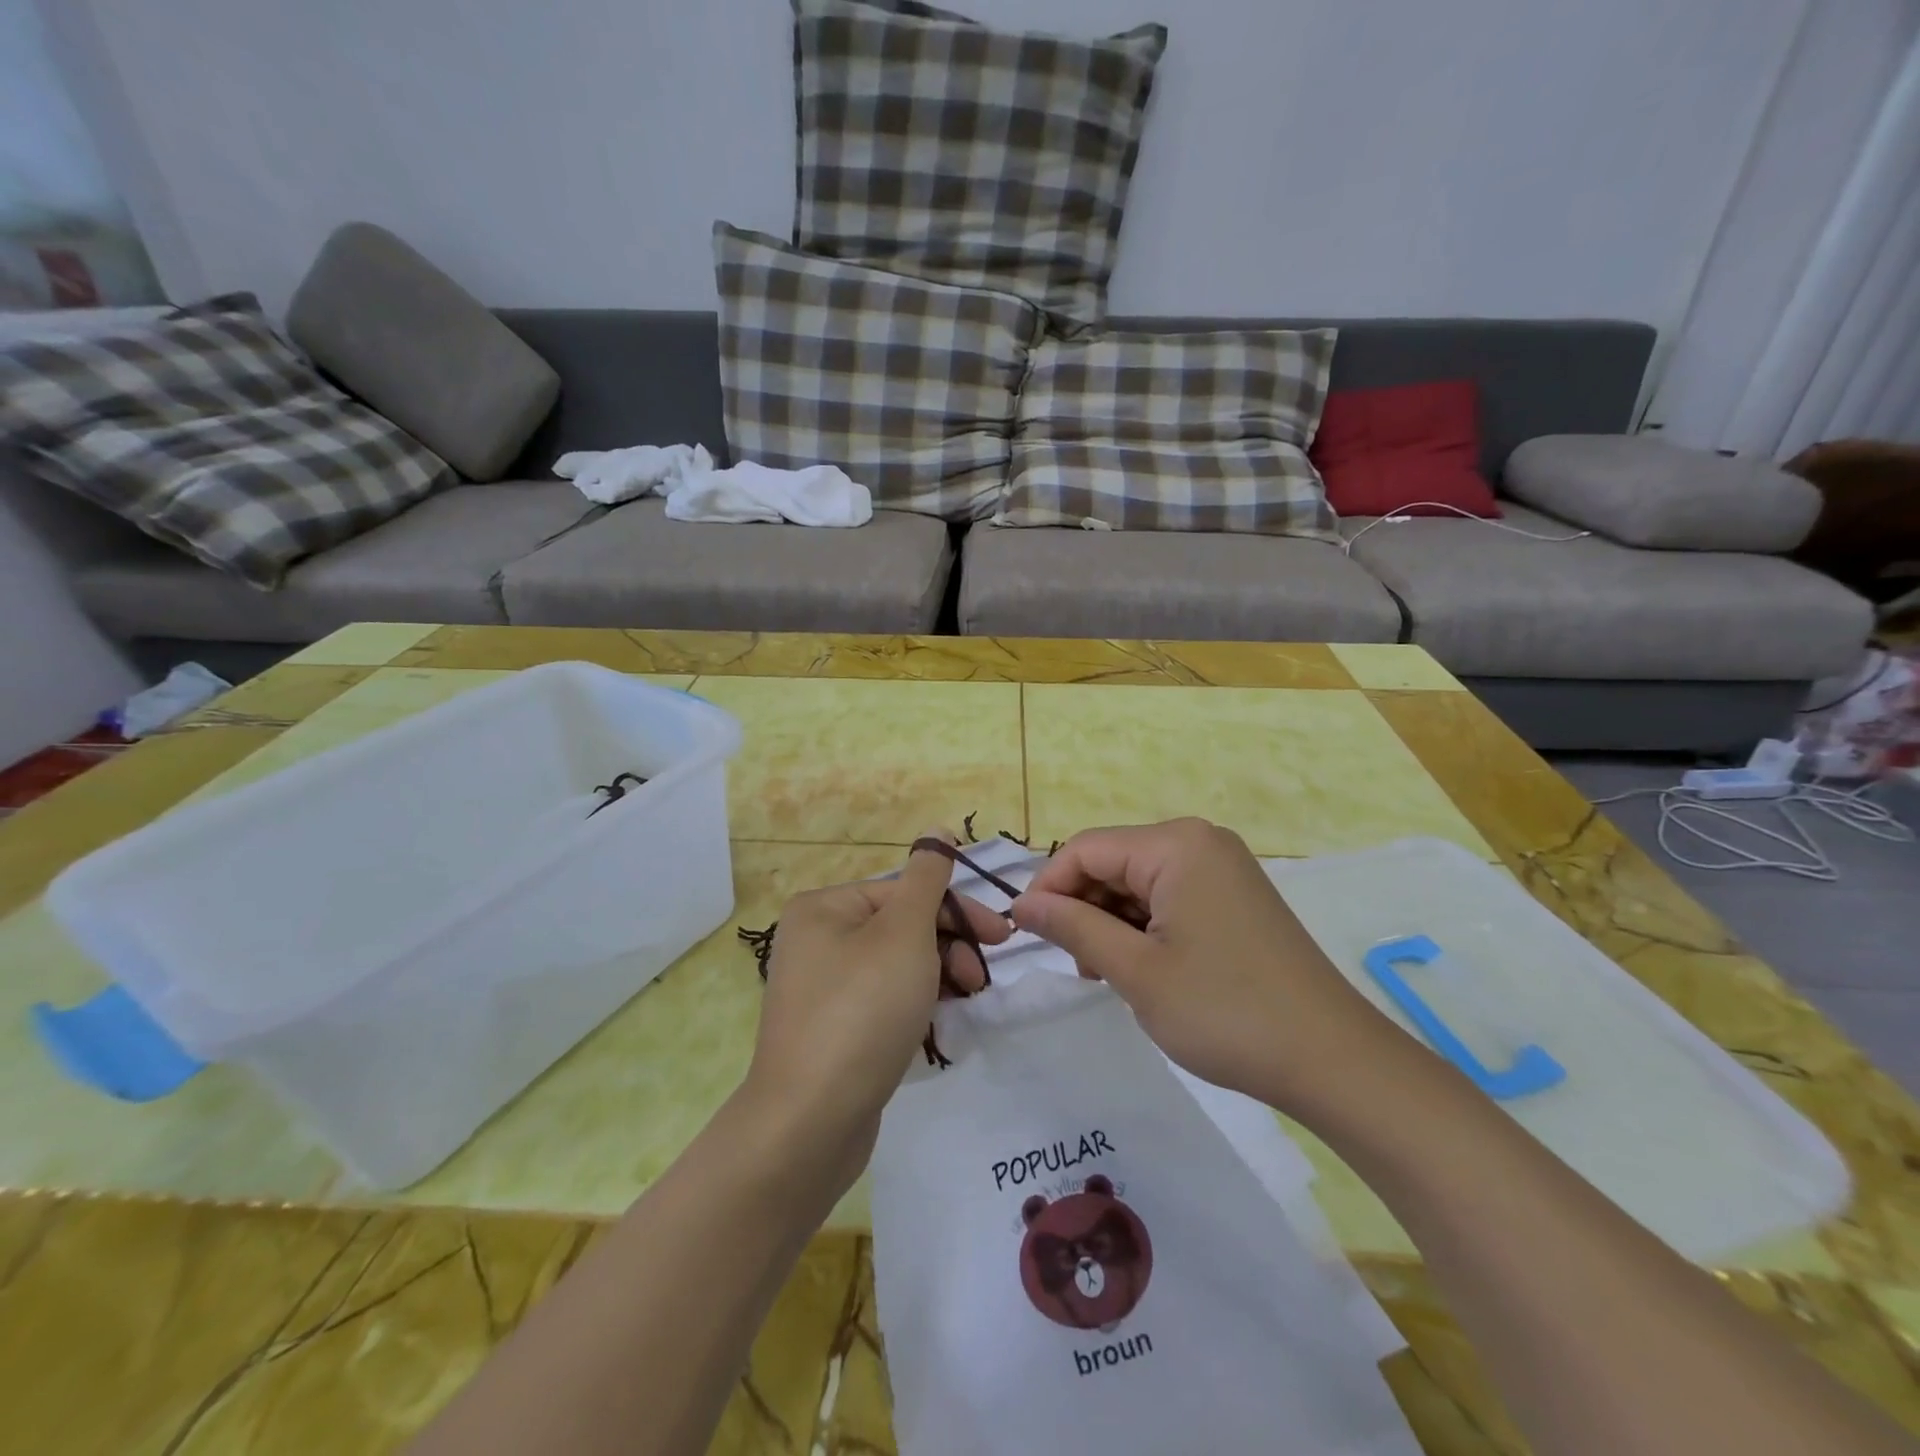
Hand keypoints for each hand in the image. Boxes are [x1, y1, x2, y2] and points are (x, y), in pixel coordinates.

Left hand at [746, 833, 1010, 1168]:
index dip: (958, 911)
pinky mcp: (830, 1030)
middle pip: (900, 927)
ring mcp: (820, 988)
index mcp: (825, 907)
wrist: (809, 1122)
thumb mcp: (904, 934)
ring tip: (962, 1005)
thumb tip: (938, 830)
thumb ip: (927, 877)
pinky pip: (882, 1002)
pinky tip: (936, 1028)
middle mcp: (815, 940)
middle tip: (980, 980)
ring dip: (937, 978)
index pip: (906, 891)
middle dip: (948, 949)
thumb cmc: (862, 1012)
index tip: (1002, 939)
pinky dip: (913, 1007)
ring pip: (896, 966)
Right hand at [1010, 818, 1401, 1115]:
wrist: (1333, 1060)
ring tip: (1106, 975)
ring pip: (1138, 882)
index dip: (1047, 887)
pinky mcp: (1234, 897)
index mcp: (1176, 844)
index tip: (1024, 934)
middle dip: (1082, 907)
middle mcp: (1199, 842)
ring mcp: (1221, 868)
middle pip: (1113, 861)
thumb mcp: (1136, 971)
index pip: (1085, 849)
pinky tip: (1141, 968)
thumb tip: (1022, 906)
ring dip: (1111, 922)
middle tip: (1075, 966)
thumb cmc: (1225, 1011)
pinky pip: (1168, 897)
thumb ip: (1073, 928)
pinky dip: (1143, 927)